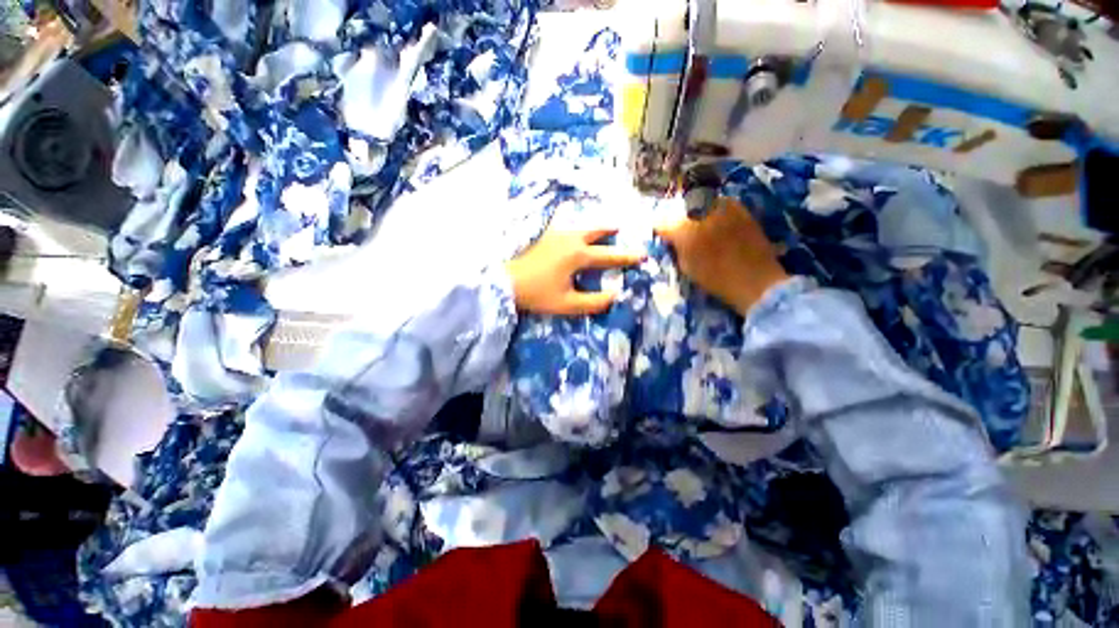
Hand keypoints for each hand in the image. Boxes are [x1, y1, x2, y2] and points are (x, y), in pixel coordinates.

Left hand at [506, 227, 645, 315]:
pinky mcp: (544, 234)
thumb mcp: (568, 304)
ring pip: (582, 225)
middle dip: (613, 230)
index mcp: (578, 255)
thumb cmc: (537, 294)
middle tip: (624, 230)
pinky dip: (573, 223)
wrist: (506, 282)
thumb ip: (594, 302)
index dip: (627, 256)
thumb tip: (615, 296)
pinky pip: (563, 223)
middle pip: (597, 230)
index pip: (609, 255)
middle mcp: (571, 239)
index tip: (643, 254)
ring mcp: (556, 234)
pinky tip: (572, 224)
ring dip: (596, 226)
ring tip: (604, 227)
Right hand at [656, 197, 787, 315]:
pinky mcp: (739, 208)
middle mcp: (701, 211)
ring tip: (700, 226)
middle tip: (680, 232)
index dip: (660, 230)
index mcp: (682, 228)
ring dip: (696, 213)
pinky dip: (714, 212)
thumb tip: (672, 240)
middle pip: (681, 209)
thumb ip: (676, 249)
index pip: (662, 222)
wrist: (755, 279)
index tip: (662, 237)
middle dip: (678, 219)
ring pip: (701, 203)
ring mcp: (722, 206)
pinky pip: (720, 204)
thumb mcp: (686, 267)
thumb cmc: (715, 278)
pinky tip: (717, 225)